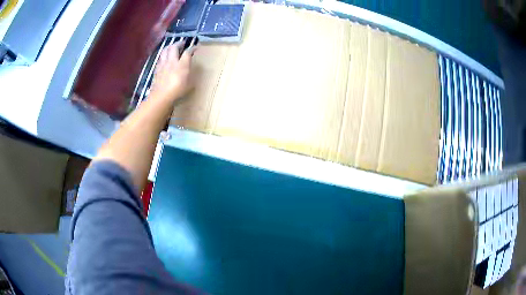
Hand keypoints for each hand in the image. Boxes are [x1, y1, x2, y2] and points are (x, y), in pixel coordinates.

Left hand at [150, 41, 196, 101]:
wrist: (161, 97)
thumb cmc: (178, 92)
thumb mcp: (190, 84)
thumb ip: (190, 75)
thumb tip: (191, 71)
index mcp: (182, 64)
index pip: (188, 52)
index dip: (192, 48)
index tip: (195, 47)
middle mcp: (172, 61)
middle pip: (174, 47)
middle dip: (179, 43)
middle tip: (182, 43)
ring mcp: (163, 65)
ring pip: (165, 51)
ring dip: (169, 47)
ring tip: (172, 47)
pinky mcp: (157, 69)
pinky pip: (160, 58)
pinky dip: (163, 55)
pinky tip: (164, 58)